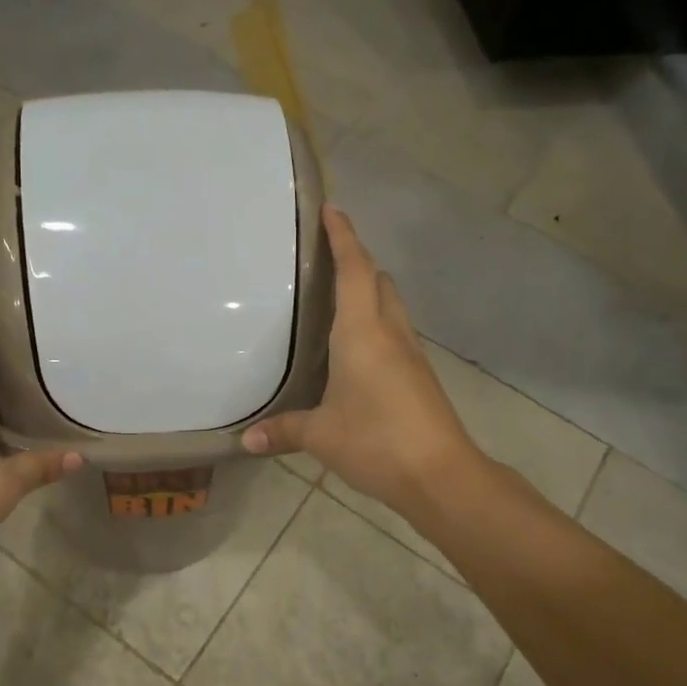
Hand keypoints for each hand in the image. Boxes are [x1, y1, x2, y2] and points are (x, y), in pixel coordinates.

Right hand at [242, 205, 479, 510]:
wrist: (441, 476)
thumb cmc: (376, 441)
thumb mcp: (321, 436)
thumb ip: (283, 430)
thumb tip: (246, 441)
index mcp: (363, 332)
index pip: (355, 270)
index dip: (343, 237)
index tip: (331, 209)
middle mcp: (390, 333)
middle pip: (379, 281)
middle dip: (357, 262)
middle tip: (325, 261)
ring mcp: (411, 354)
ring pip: (391, 307)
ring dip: (370, 293)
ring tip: (336, 302)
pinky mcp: (420, 376)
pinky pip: (395, 334)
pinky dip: (376, 325)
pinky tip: (355, 351)